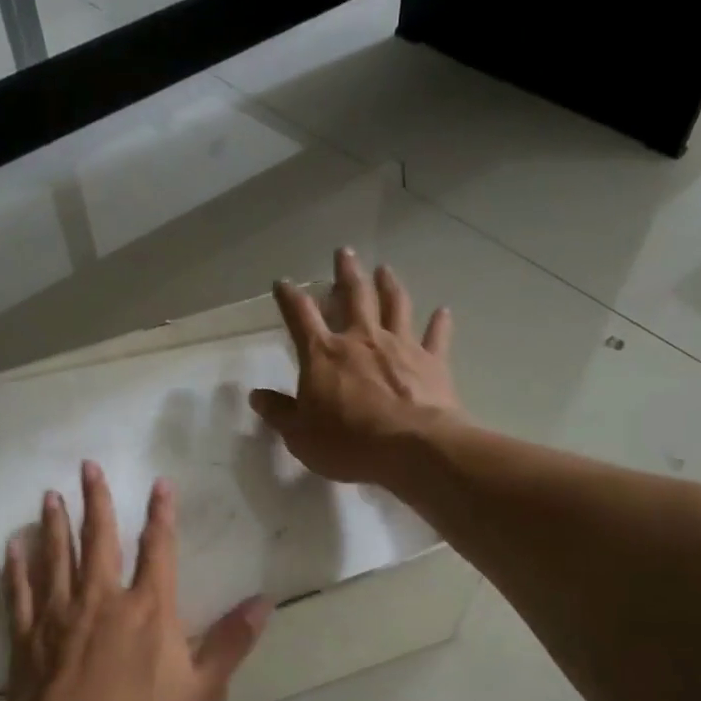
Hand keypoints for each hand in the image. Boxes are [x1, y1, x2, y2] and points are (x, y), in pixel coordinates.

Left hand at [5, 462, 271, 700]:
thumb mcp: (203, 694)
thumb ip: (230, 644)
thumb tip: (263, 602)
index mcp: (149, 610)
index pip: (159, 551)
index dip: (162, 515)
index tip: (159, 483)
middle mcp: (103, 600)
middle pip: (99, 540)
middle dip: (96, 501)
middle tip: (87, 466)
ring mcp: (60, 617)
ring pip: (57, 558)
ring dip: (55, 524)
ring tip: (50, 496)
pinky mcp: (28, 639)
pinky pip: (21, 594)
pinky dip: (18, 568)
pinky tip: (13, 548)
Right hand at [249, 248, 461, 487]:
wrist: (411, 448)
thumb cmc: (347, 442)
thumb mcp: (299, 435)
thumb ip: (279, 413)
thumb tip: (257, 396)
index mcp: (323, 354)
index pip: (300, 316)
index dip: (289, 297)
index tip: (282, 283)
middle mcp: (361, 339)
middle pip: (353, 295)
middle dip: (346, 272)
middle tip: (344, 252)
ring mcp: (400, 346)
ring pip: (395, 305)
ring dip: (389, 284)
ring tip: (385, 269)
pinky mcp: (432, 361)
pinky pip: (436, 336)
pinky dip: (440, 322)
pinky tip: (443, 311)